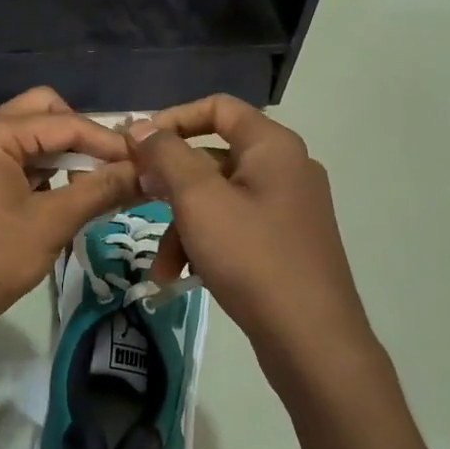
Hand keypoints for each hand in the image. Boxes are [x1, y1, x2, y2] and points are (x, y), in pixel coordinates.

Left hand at [0, 88, 140, 346]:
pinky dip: (43, 172)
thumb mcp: (51, 224)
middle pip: (44, 114)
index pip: (64, 122)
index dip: (108, 141)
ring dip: (63, 156)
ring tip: (93, 189)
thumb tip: (145, 173)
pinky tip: (64, 198)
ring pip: (30, 137)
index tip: (144, 162)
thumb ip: (100, 190)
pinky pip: (15, 159)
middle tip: (109, 171)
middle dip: (81, 138)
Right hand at [127, 95, 369, 355]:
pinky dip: (205, 244)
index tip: (137, 146)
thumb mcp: (199, 200)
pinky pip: (234, 227)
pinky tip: (182, 278)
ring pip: (218, 199)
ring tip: (161, 270)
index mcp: (272, 146)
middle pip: (213, 157)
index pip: (217, 108)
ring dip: (182, 227)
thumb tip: (140, 127)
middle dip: (170, 186)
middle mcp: (285, 168)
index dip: (173, 119)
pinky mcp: (286, 243)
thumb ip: (167, 156)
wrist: (313, 341)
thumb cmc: (252, 257)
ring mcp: (288, 208)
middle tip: (136, 201)